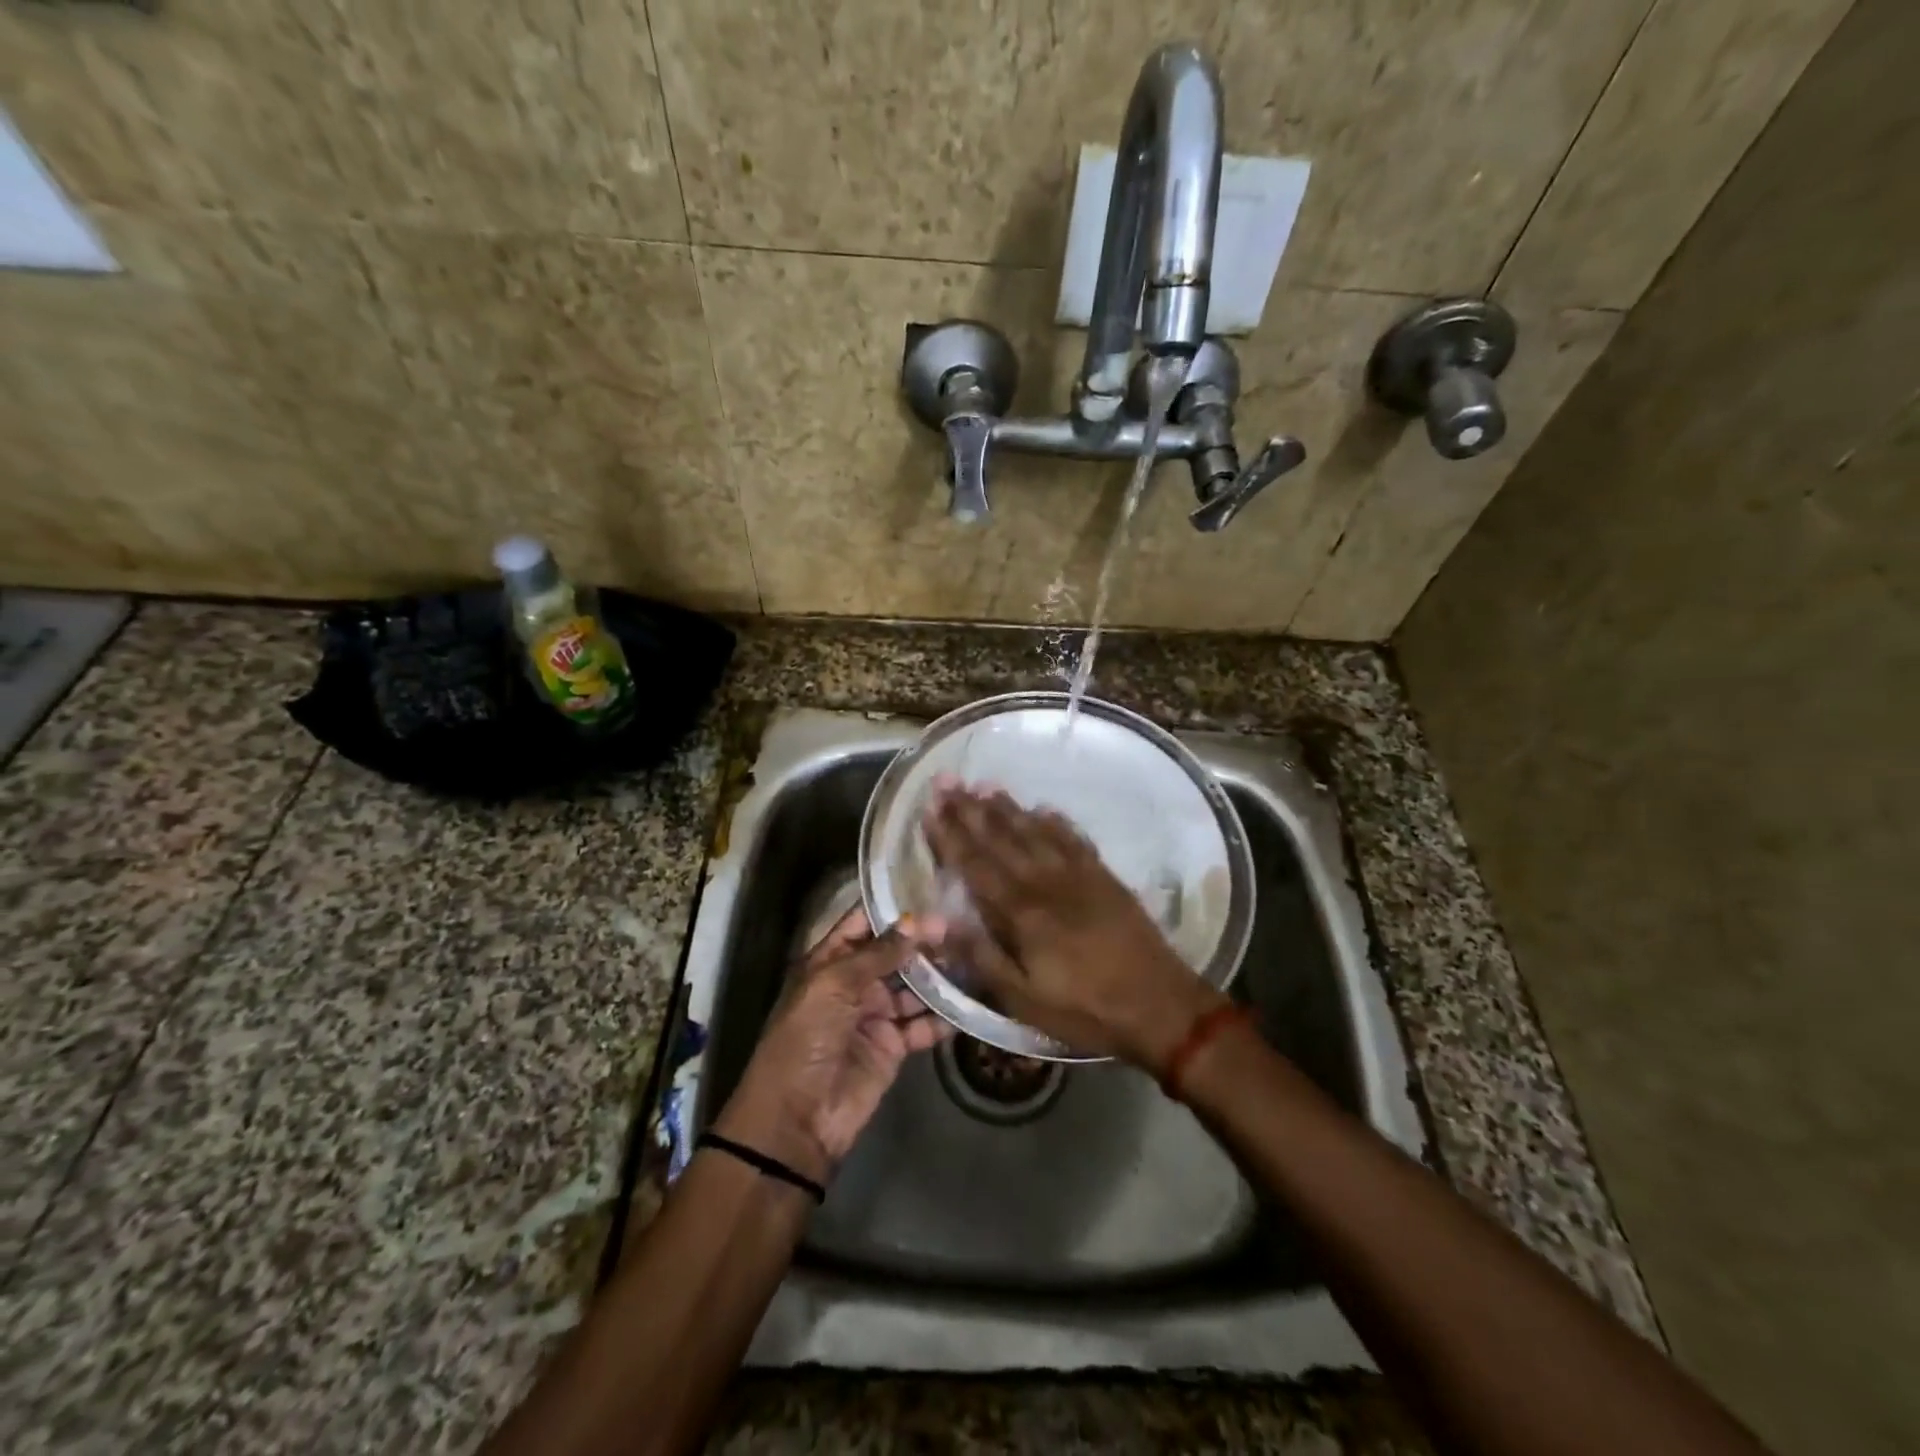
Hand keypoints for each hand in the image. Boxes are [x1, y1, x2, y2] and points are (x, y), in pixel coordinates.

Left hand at [715, 907, 952, 1185]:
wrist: (798, 1118)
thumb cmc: (806, 1038)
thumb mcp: (834, 986)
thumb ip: (878, 954)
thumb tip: (916, 921)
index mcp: (829, 962)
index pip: (863, 924)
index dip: (893, 910)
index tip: (930, 891)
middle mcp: (854, 984)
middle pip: (894, 954)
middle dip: (924, 942)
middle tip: (961, 927)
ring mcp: (875, 1015)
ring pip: (913, 987)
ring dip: (938, 976)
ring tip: (971, 959)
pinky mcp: (893, 1046)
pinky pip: (923, 1025)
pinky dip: (943, 1017)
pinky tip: (967, 1004)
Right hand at [923, 781, 1225, 1068]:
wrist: (1160, 1004)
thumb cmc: (1085, 1008)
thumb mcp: (1024, 999)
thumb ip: (980, 956)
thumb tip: (937, 924)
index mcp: (1021, 912)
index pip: (975, 865)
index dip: (950, 836)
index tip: (931, 807)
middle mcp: (1045, 882)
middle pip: (1001, 838)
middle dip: (970, 810)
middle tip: (949, 781)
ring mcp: (1078, 875)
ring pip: (1034, 831)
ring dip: (1007, 808)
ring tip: (985, 785)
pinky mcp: (1104, 877)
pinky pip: (1074, 839)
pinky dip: (1056, 821)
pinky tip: (1044, 808)